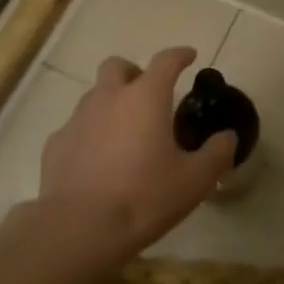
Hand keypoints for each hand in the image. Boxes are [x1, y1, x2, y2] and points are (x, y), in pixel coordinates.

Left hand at [37, 46, 236, 266]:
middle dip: (134, 72)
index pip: (166, 60)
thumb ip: (216, 154)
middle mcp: (109, 97)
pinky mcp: (55, 144)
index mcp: (145, 97)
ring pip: (94, 95)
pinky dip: (89, 135)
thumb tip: (227, 137)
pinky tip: (97, 161)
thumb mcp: (194, 180)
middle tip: (148, 95)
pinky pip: (75, 128)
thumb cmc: (144, 197)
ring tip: (124, 134)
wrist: (79, 228)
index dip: (180, 55)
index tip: (189, 56)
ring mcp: (77, 119)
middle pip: (117, 66)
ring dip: (111, 104)